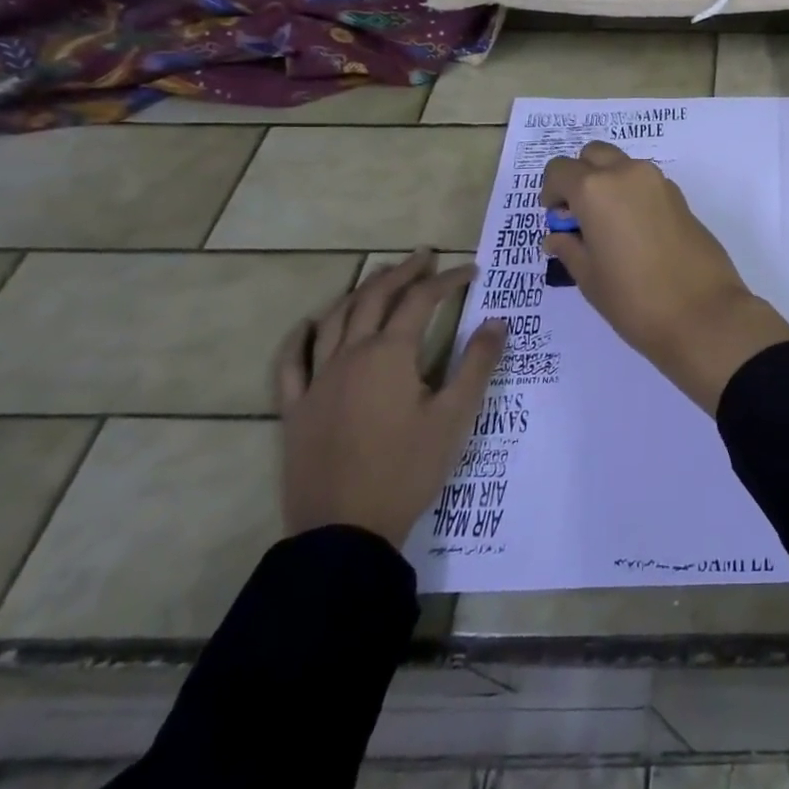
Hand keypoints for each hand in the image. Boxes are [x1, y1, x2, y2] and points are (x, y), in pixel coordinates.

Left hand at [274, 250, 504, 545]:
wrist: (345, 531)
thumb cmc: (407, 469)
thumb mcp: (455, 416)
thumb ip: (477, 364)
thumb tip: (498, 321)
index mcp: (390, 355)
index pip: (421, 301)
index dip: (448, 280)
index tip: (471, 271)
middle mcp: (350, 356)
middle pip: (374, 299)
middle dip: (402, 273)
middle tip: (425, 257)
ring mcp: (317, 381)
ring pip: (334, 320)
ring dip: (359, 292)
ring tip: (380, 278)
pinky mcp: (295, 409)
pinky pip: (290, 363)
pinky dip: (300, 337)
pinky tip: (310, 324)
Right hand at [540, 142, 788, 411]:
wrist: (703, 313)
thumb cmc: (634, 299)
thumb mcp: (589, 277)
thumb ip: (569, 248)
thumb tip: (558, 236)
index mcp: (596, 189)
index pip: (560, 169)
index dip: (551, 191)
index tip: (555, 219)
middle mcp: (628, 174)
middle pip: (595, 155)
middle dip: (581, 176)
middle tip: (578, 216)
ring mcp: (660, 183)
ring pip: (624, 166)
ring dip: (609, 183)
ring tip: (607, 228)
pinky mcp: (682, 198)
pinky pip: (646, 183)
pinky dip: (633, 195)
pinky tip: (634, 234)